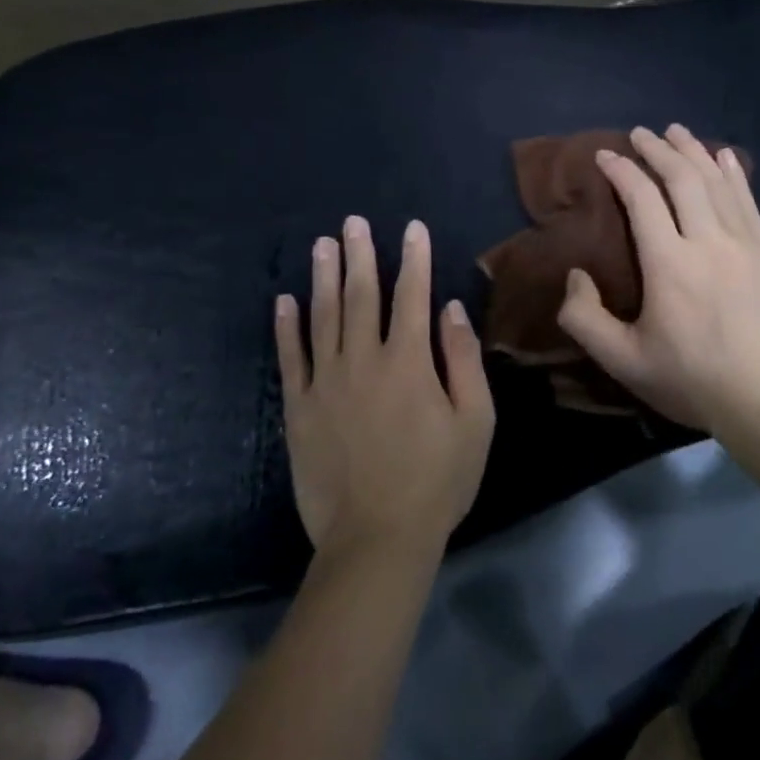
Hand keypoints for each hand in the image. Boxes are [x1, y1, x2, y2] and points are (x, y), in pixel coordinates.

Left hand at [275, 216, 494, 564]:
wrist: (377, 537)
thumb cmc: (437, 481)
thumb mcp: (475, 422)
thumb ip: (464, 361)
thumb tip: (451, 310)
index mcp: (409, 363)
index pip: (412, 297)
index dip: (414, 259)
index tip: (412, 228)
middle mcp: (363, 361)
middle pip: (361, 296)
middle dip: (361, 255)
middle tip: (353, 222)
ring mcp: (325, 383)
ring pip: (323, 317)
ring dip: (323, 277)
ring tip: (322, 245)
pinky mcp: (298, 408)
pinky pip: (290, 358)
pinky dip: (286, 327)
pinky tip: (284, 300)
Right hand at [556, 125, 759, 439]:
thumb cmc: (695, 381)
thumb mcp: (624, 362)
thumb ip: (585, 320)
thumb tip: (575, 276)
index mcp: (669, 264)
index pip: (641, 199)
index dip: (621, 171)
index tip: (605, 155)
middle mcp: (709, 241)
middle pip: (682, 178)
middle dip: (658, 150)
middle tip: (641, 133)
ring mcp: (748, 243)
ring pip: (718, 182)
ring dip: (695, 151)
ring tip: (678, 132)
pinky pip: (749, 200)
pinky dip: (733, 173)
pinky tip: (725, 157)